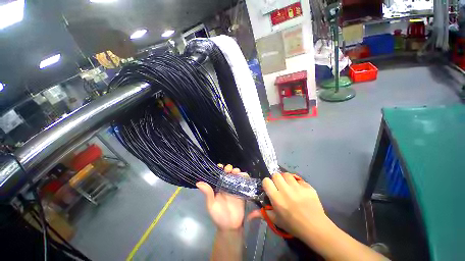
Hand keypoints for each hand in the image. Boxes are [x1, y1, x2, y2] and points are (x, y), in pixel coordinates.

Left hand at [196, 164, 248, 230]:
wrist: (231, 226)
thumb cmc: (219, 215)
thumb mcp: (211, 204)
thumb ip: (207, 193)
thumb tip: (198, 182)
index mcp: (218, 186)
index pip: (219, 174)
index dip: (219, 168)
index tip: (220, 166)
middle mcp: (226, 185)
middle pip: (228, 172)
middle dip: (229, 168)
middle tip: (229, 170)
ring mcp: (235, 187)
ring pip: (236, 175)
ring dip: (236, 171)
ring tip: (236, 172)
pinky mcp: (242, 190)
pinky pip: (244, 181)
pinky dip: (244, 176)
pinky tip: (243, 175)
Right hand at [249, 173, 331, 239]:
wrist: (316, 228)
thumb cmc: (293, 225)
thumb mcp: (276, 220)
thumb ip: (263, 214)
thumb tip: (249, 216)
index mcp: (277, 198)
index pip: (266, 181)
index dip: (267, 183)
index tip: (270, 188)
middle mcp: (286, 191)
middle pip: (276, 175)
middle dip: (276, 179)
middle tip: (280, 187)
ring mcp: (298, 188)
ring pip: (287, 174)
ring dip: (286, 179)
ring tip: (289, 186)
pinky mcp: (308, 187)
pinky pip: (299, 180)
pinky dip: (298, 183)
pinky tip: (300, 191)